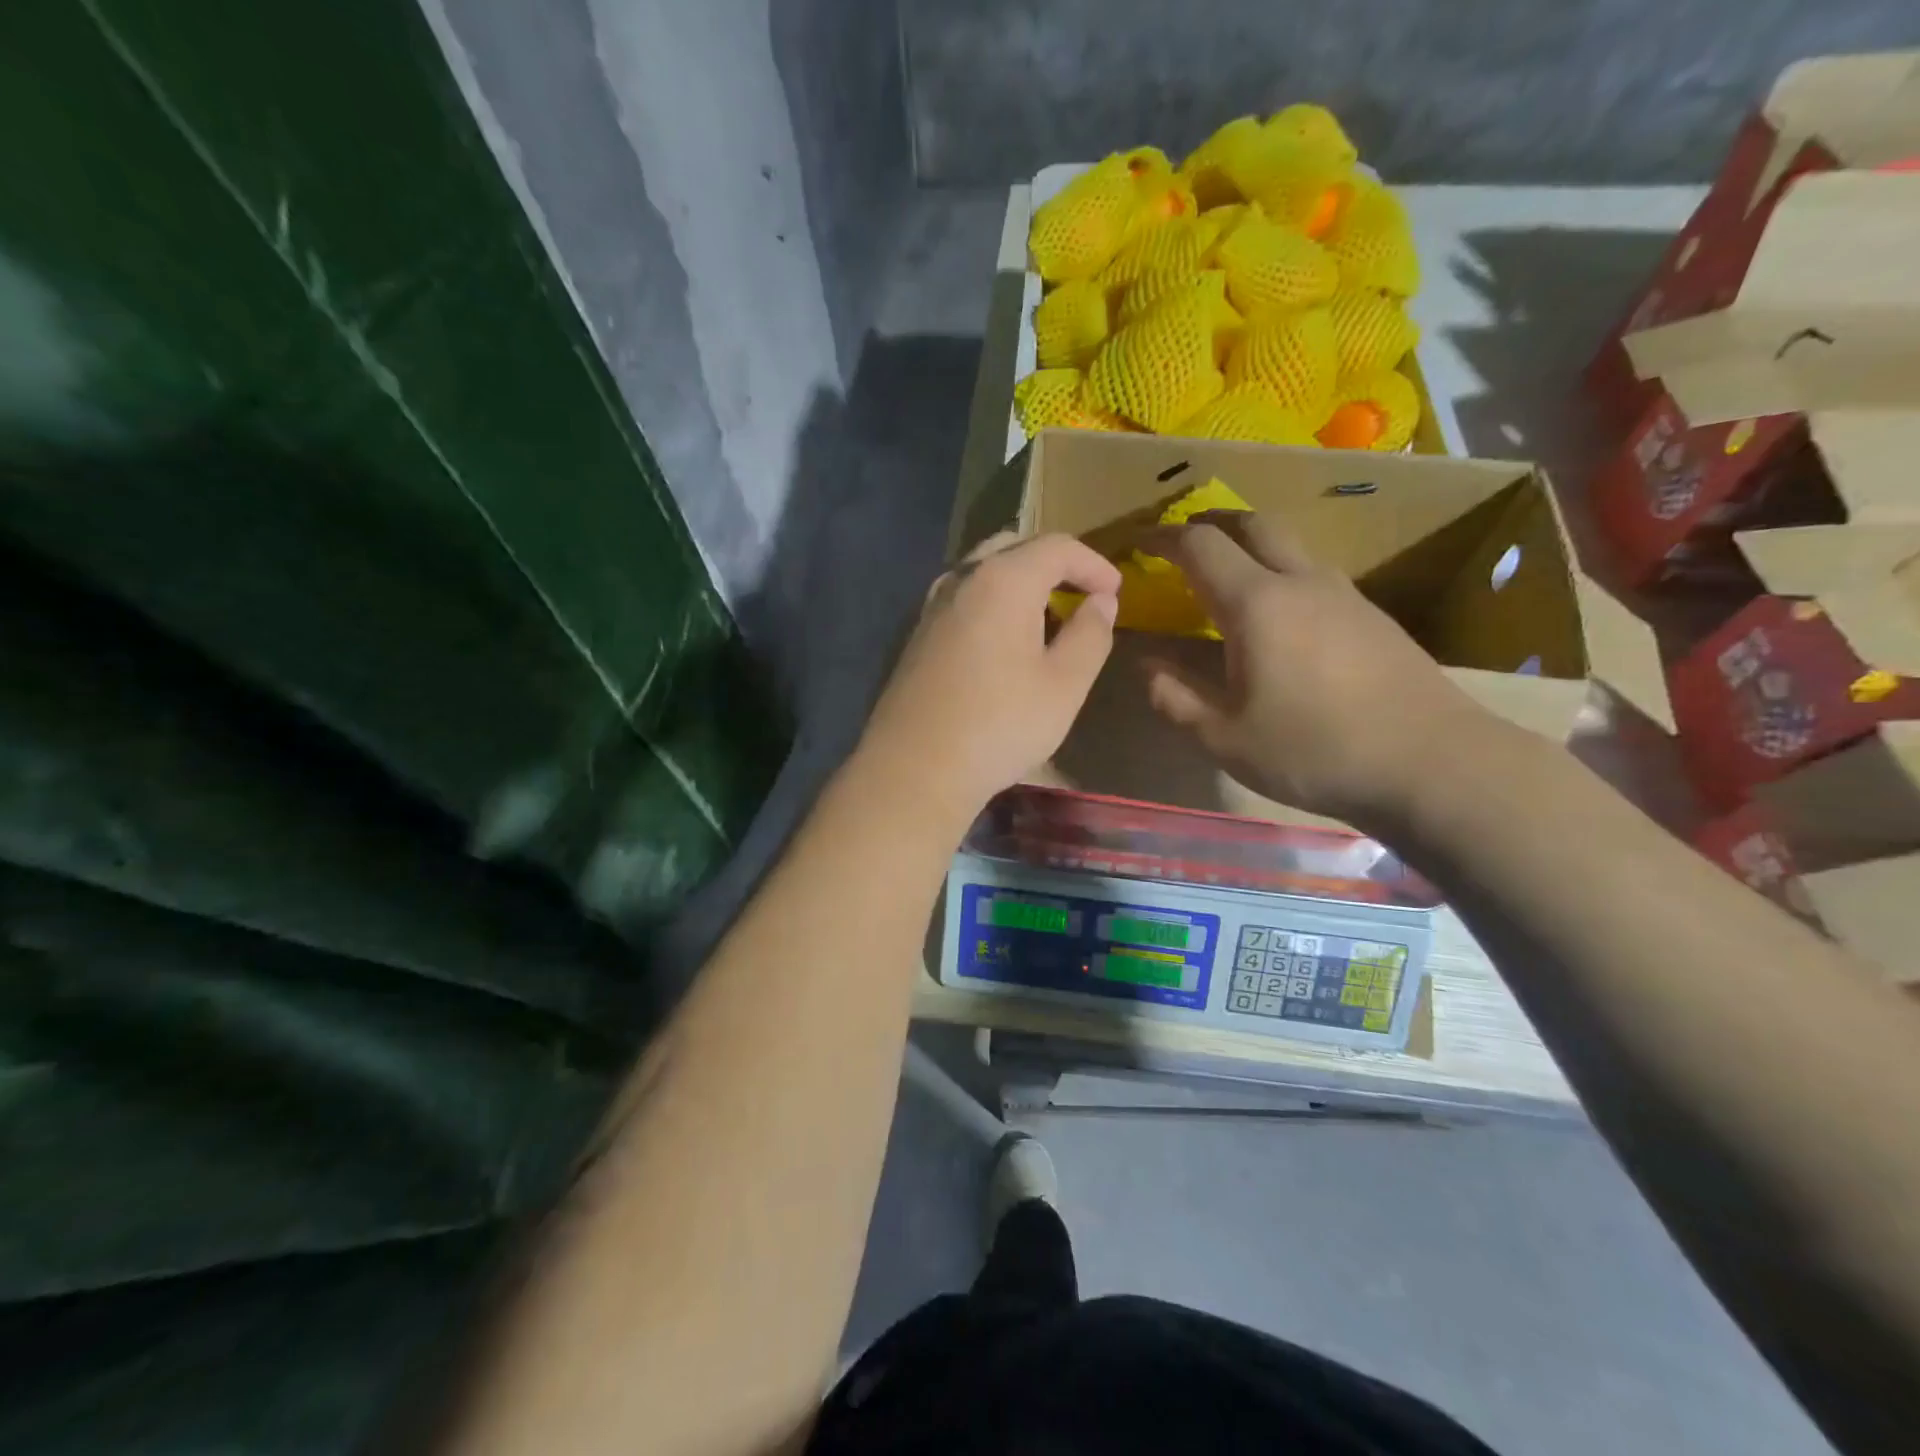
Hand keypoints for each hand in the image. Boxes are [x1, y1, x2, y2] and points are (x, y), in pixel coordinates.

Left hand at [858, 533, 1121, 823]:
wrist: (916, 768)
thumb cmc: (1000, 725)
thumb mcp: (1065, 685)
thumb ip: (1090, 634)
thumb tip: (1101, 602)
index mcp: (1002, 580)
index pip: (1056, 546)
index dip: (1093, 563)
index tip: (1115, 591)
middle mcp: (962, 579)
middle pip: (1014, 547)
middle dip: (1054, 564)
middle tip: (1081, 595)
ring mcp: (932, 606)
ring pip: (983, 571)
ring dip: (1020, 582)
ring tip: (1046, 617)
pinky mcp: (917, 634)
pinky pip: (964, 598)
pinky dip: (993, 602)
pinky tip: (1004, 639)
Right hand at [1140, 512, 1491, 828]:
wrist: (1432, 763)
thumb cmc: (1313, 751)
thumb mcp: (1224, 738)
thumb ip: (1174, 697)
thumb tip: (1145, 665)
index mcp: (1256, 604)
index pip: (1200, 545)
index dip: (1163, 537)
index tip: (1138, 542)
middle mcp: (1300, 582)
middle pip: (1253, 523)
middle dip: (1211, 522)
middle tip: (1183, 540)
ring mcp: (1344, 594)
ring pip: (1290, 546)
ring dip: (1250, 544)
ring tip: (1227, 574)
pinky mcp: (1373, 615)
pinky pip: (1314, 574)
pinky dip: (1281, 573)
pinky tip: (1279, 616)